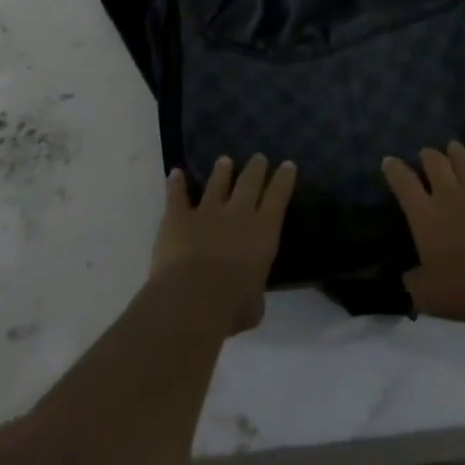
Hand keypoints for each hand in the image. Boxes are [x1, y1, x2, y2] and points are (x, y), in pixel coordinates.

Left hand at [149, 154, 296, 336]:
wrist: (191, 300)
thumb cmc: (231, 307)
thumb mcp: (254, 306)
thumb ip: (253, 294)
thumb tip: (249, 298)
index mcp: (263, 232)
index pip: (278, 197)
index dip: (284, 179)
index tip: (288, 165)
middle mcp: (238, 214)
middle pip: (249, 182)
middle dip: (256, 168)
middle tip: (259, 157)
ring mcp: (206, 212)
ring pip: (216, 184)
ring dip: (221, 171)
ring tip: (224, 160)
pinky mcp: (178, 218)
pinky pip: (177, 196)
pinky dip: (175, 184)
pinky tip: (175, 173)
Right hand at [382, 143, 464, 321]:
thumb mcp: (426, 295)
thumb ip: (414, 281)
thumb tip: (408, 275)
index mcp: (425, 216)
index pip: (404, 184)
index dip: (394, 170)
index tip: (389, 161)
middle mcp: (448, 195)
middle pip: (435, 164)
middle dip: (428, 156)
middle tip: (426, 153)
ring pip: (462, 161)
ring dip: (454, 153)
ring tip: (452, 148)